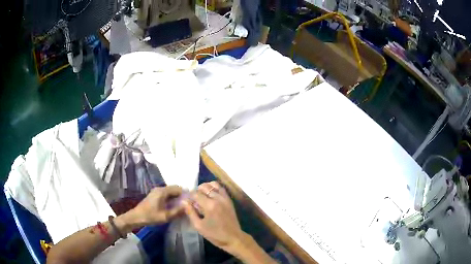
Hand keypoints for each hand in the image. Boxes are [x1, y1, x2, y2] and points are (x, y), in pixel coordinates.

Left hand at [120, 186, 183, 231]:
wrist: (136, 217)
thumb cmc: (151, 216)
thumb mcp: (166, 216)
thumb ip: (178, 211)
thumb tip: (188, 206)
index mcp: (163, 191)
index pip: (178, 188)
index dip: (186, 194)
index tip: (192, 201)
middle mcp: (160, 189)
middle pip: (174, 189)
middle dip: (182, 196)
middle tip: (188, 205)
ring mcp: (156, 192)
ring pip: (170, 192)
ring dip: (176, 197)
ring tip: (182, 207)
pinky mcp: (154, 195)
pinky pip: (166, 194)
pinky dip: (171, 199)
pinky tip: (173, 207)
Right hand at [183, 182, 245, 253]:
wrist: (233, 238)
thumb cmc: (215, 234)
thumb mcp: (199, 226)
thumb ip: (190, 212)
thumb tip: (184, 201)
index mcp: (209, 205)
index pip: (196, 194)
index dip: (189, 196)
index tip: (187, 202)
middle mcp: (218, 198)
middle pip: (204, 187)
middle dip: (197, 191)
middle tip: (194, 200)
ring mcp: (225, 198)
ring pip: (213, 184)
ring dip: (206, 187)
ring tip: (202, 195)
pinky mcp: (229, 200)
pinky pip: (221, 188)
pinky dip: (214, 188)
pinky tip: (210, 195)